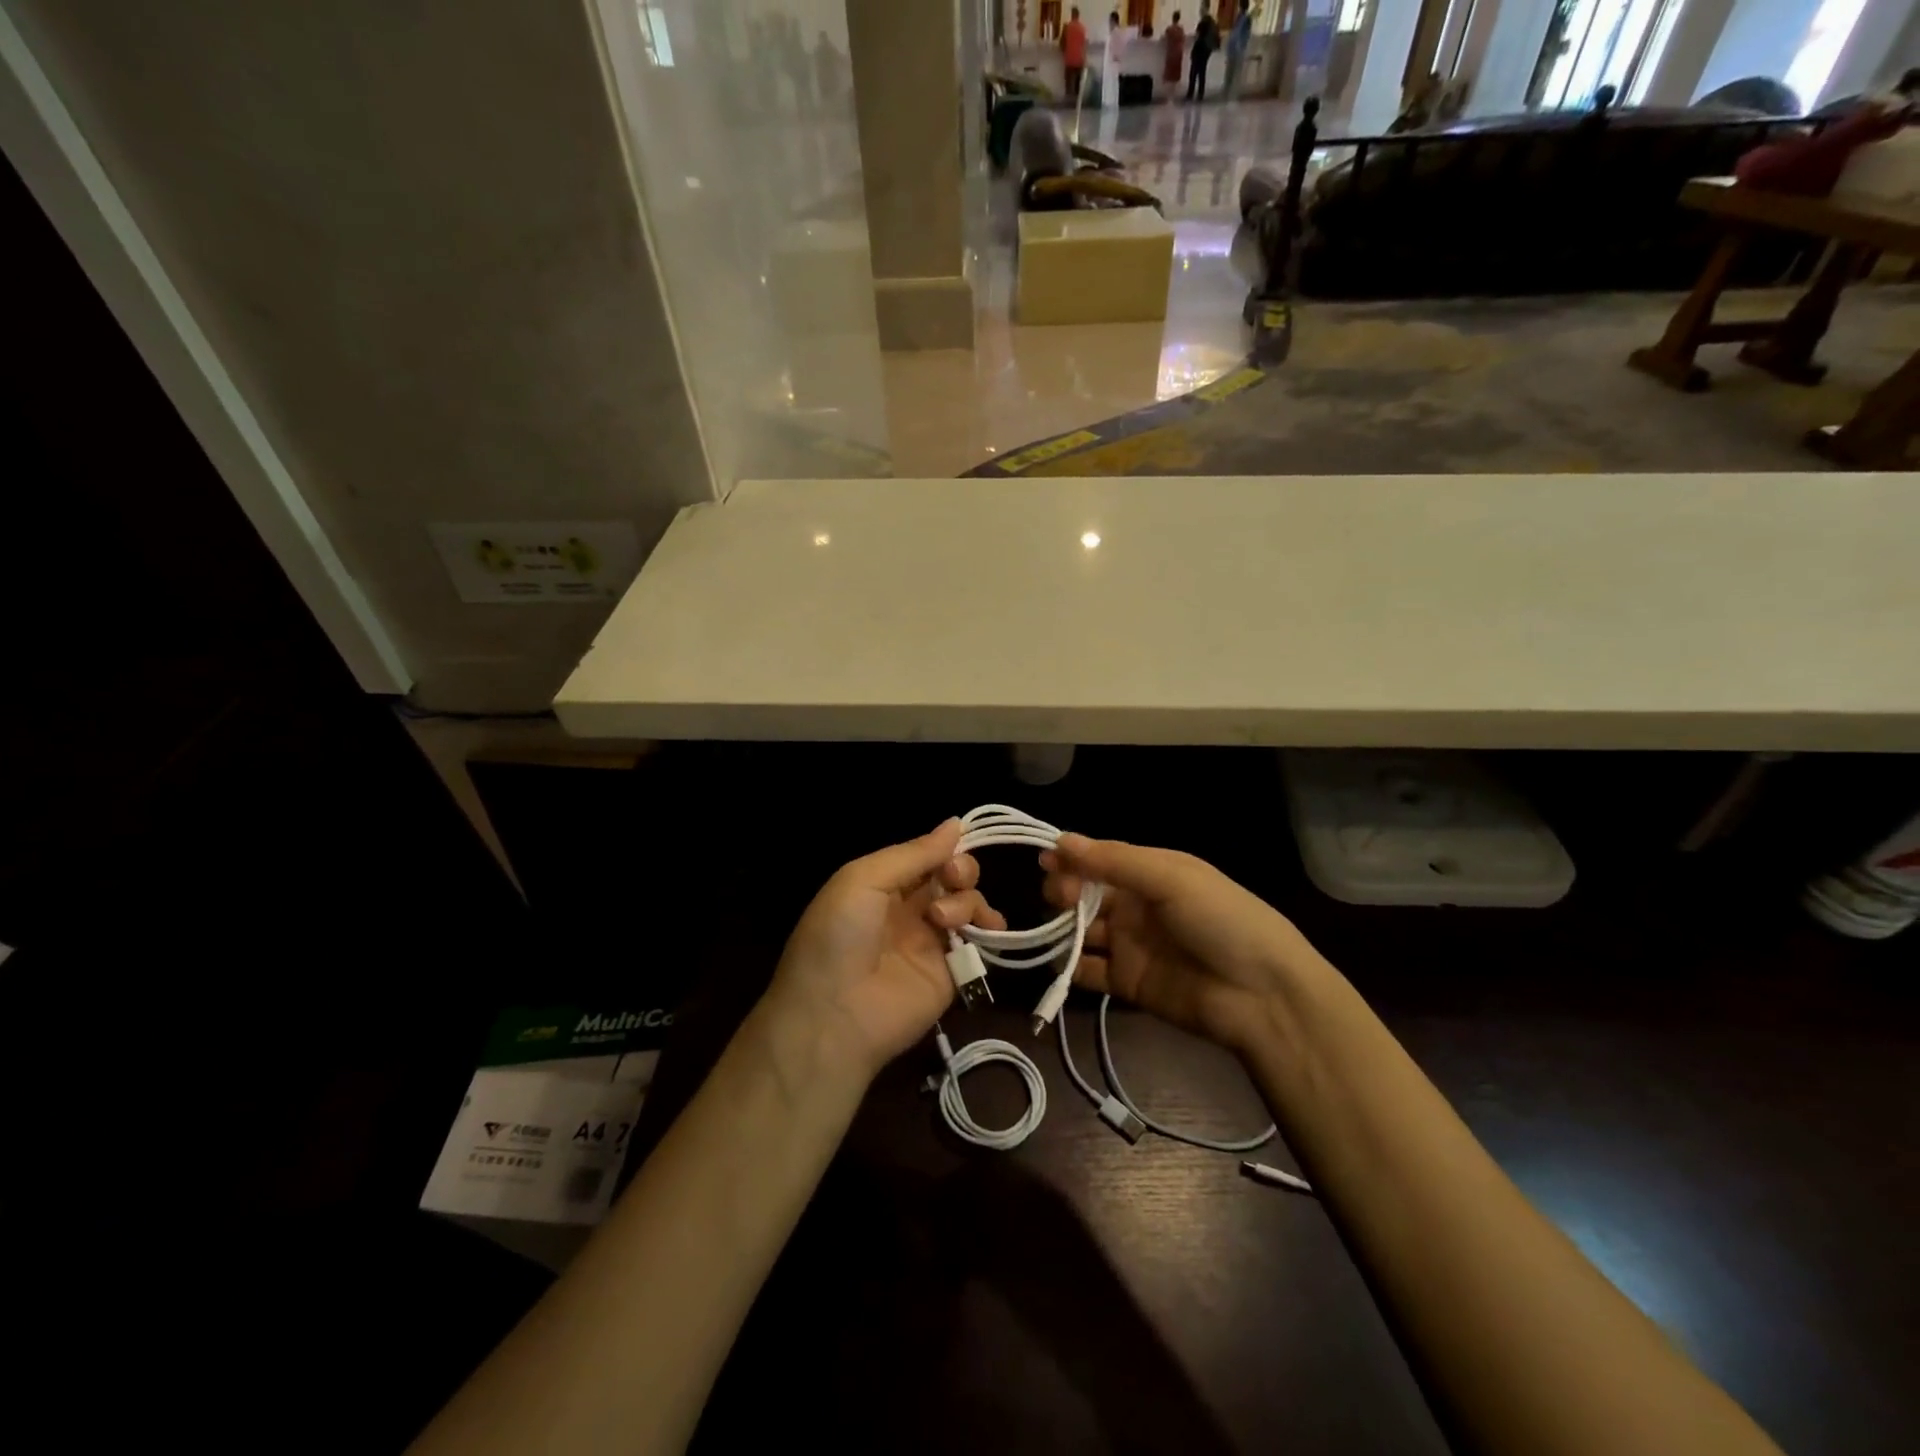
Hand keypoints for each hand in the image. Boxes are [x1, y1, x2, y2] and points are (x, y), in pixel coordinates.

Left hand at [766, 820, 1005, 1078]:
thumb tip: (956, 823)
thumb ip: (913, 854)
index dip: (944, 847)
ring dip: (966, 900)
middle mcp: (909, 908)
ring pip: (968, 903)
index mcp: (883, 884)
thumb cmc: (839, 936)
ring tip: (944, 920)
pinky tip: (987, 929)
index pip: (925, 855)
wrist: (835, 1014)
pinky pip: (980, 942)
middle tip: (951, 879)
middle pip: (952, 876)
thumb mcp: (863, 880)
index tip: (956, 846)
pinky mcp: (952, 972)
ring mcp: (932, 941)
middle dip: (960, 869)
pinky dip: (990, 929)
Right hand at [1040, 834, 1324, 1054]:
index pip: (1101, 859)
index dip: (1072, 858)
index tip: (1044, 860)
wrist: (1262, 996)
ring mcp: (1131, 945)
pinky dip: (1070, 967)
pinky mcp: (1127, 983)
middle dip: (1065, 890)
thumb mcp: (1171, 877)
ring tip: (1056, 927)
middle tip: (1058, 897)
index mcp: (1152, 872)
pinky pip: (1089, 971)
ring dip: (1063, 926)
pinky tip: (1061, 961)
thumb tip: (1060, 840)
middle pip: (1086, 893)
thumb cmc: (1220, 920)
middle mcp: (1137, 905)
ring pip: (1082, 930)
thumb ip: (1113, 861)